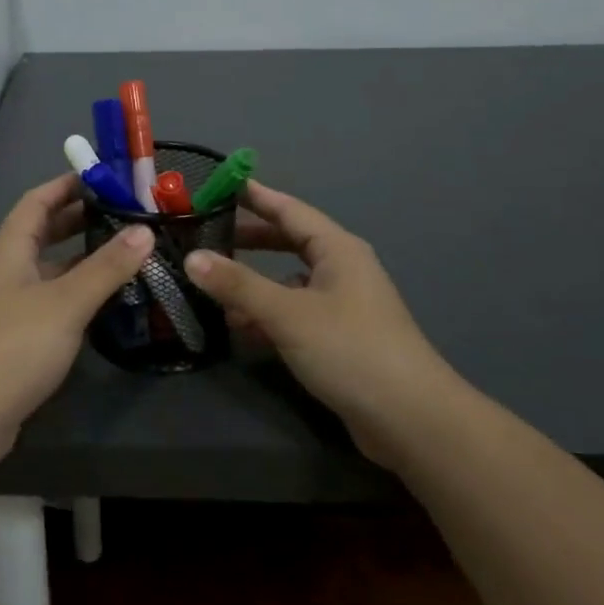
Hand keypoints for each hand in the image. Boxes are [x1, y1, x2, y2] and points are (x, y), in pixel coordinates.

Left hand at [0, 174, 153, 467]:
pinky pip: (52, 299)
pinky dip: (78, 291)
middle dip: (81, 219)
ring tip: (127, 252)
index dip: (68, 184)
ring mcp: (10, 304)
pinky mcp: (17, 336)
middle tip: (126, 213)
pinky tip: (106, 300)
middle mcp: (7, 268)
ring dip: (83, 258)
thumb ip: (107, 266)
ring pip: (50, 268)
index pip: (38, 200)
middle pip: (44, 231)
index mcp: (10, 247)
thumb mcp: (66, 301)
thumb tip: (146, 229)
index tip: (107, 177)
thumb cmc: (14, 344)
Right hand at [187, 180, 454, 463]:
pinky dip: (268, 315)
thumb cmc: (350, 350)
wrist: (411, 420)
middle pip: (289, 242)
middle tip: (208, 233)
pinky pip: (295, 313)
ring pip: (289, 281)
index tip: (221, 184)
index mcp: (337, 249)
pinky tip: (240, 328)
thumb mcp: (288, 314)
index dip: (255, 196)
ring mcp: (343, 305)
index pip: (289, 209)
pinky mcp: (340, 338)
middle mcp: (342, 269)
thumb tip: (192, 258)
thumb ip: (238, 285)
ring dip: (254, 283)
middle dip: (250, 239)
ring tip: (213, 284)